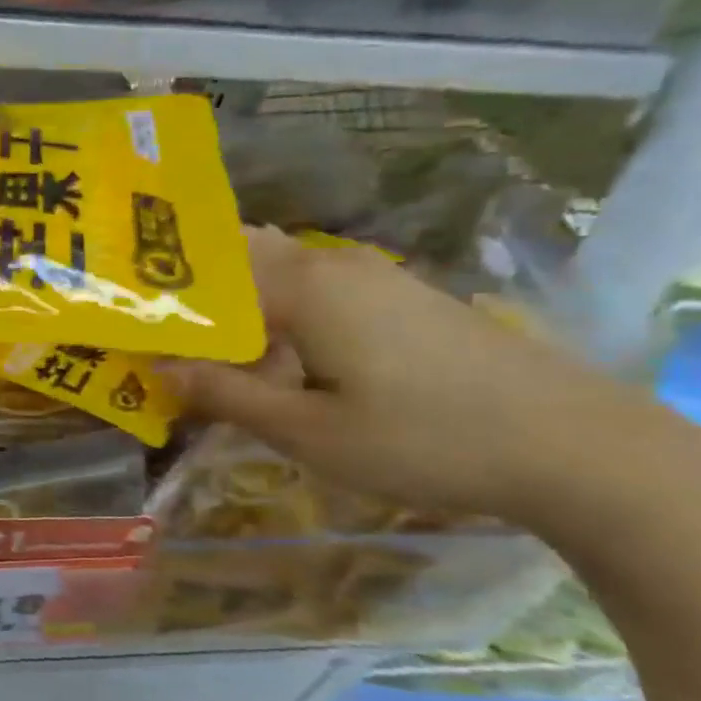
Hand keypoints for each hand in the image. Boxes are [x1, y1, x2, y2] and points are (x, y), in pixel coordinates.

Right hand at [162, 229, 700, 532]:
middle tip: (151, 323)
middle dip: (191, 285)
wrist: (576, 444)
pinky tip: (273, 346)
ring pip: (278, 268)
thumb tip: (159, 369)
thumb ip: (227, 396)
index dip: (160, 301)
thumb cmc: (426, 440)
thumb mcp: (310, 433)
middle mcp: (332, 264)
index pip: (205, 279)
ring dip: (234, 295)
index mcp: (302, 287)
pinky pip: (314, 284)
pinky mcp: (401, 296)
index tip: (125, 326)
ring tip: (198, 335)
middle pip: (239, 256)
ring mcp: (373, 275)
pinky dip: (276, 305)